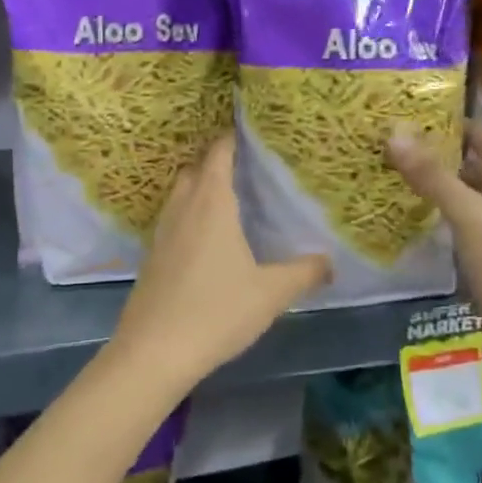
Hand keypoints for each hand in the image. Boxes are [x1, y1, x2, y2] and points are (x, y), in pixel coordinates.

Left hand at [108, 134, 329, 390]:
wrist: (153, 353)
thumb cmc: (217, 312)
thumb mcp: (270, 294)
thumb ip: (304, 273)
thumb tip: (330, 262)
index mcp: (211, 205)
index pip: (218, 155)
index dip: (231, 138)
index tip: (249, 129)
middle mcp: (182, 210)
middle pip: (194, 170)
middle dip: (214, 161)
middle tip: (245, 167)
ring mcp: (161, 234)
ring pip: (178, 195)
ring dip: (197, 188)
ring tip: (226, 200)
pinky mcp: (150, 258)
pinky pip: (171, 221)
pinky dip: (187, 215)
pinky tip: (204, 240)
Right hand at [387, 124, 481, 412]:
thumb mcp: (468, 215)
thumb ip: (433, 177)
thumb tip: (395, 132)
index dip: (465, 126)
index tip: (429, 112)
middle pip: (476, 171)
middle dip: (444, 155)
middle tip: (401, 145)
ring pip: (467, 202)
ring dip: (439, 189)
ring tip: (398, 178)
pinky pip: (461, 232)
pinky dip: (440, 222)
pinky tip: (416, 226)